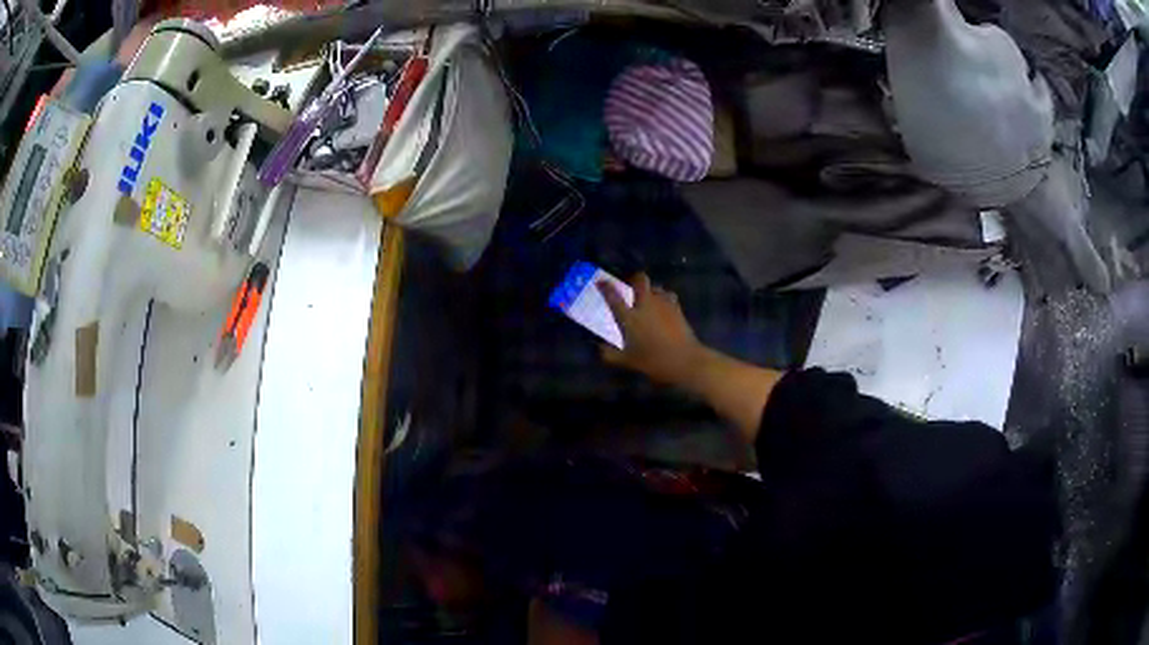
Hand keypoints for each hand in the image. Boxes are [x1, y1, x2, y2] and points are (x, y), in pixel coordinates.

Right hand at [598, 274, 704, 386]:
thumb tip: (600, 348)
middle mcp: (645, 305)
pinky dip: (663, 297)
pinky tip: (663, 306)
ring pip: (656, 286)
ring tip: (647, 297)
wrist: (684, 359)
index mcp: (630, 317)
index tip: (600, 281)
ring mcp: (663, 304)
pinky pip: (668, 295)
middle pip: (640, 280)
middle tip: (630, 286)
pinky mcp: (677, 308)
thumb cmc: (653, 360)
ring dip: (650, 289)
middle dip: (634, 279)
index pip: (614, 297)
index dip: (605, 287)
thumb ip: (610, 354)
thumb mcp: (628, 361)